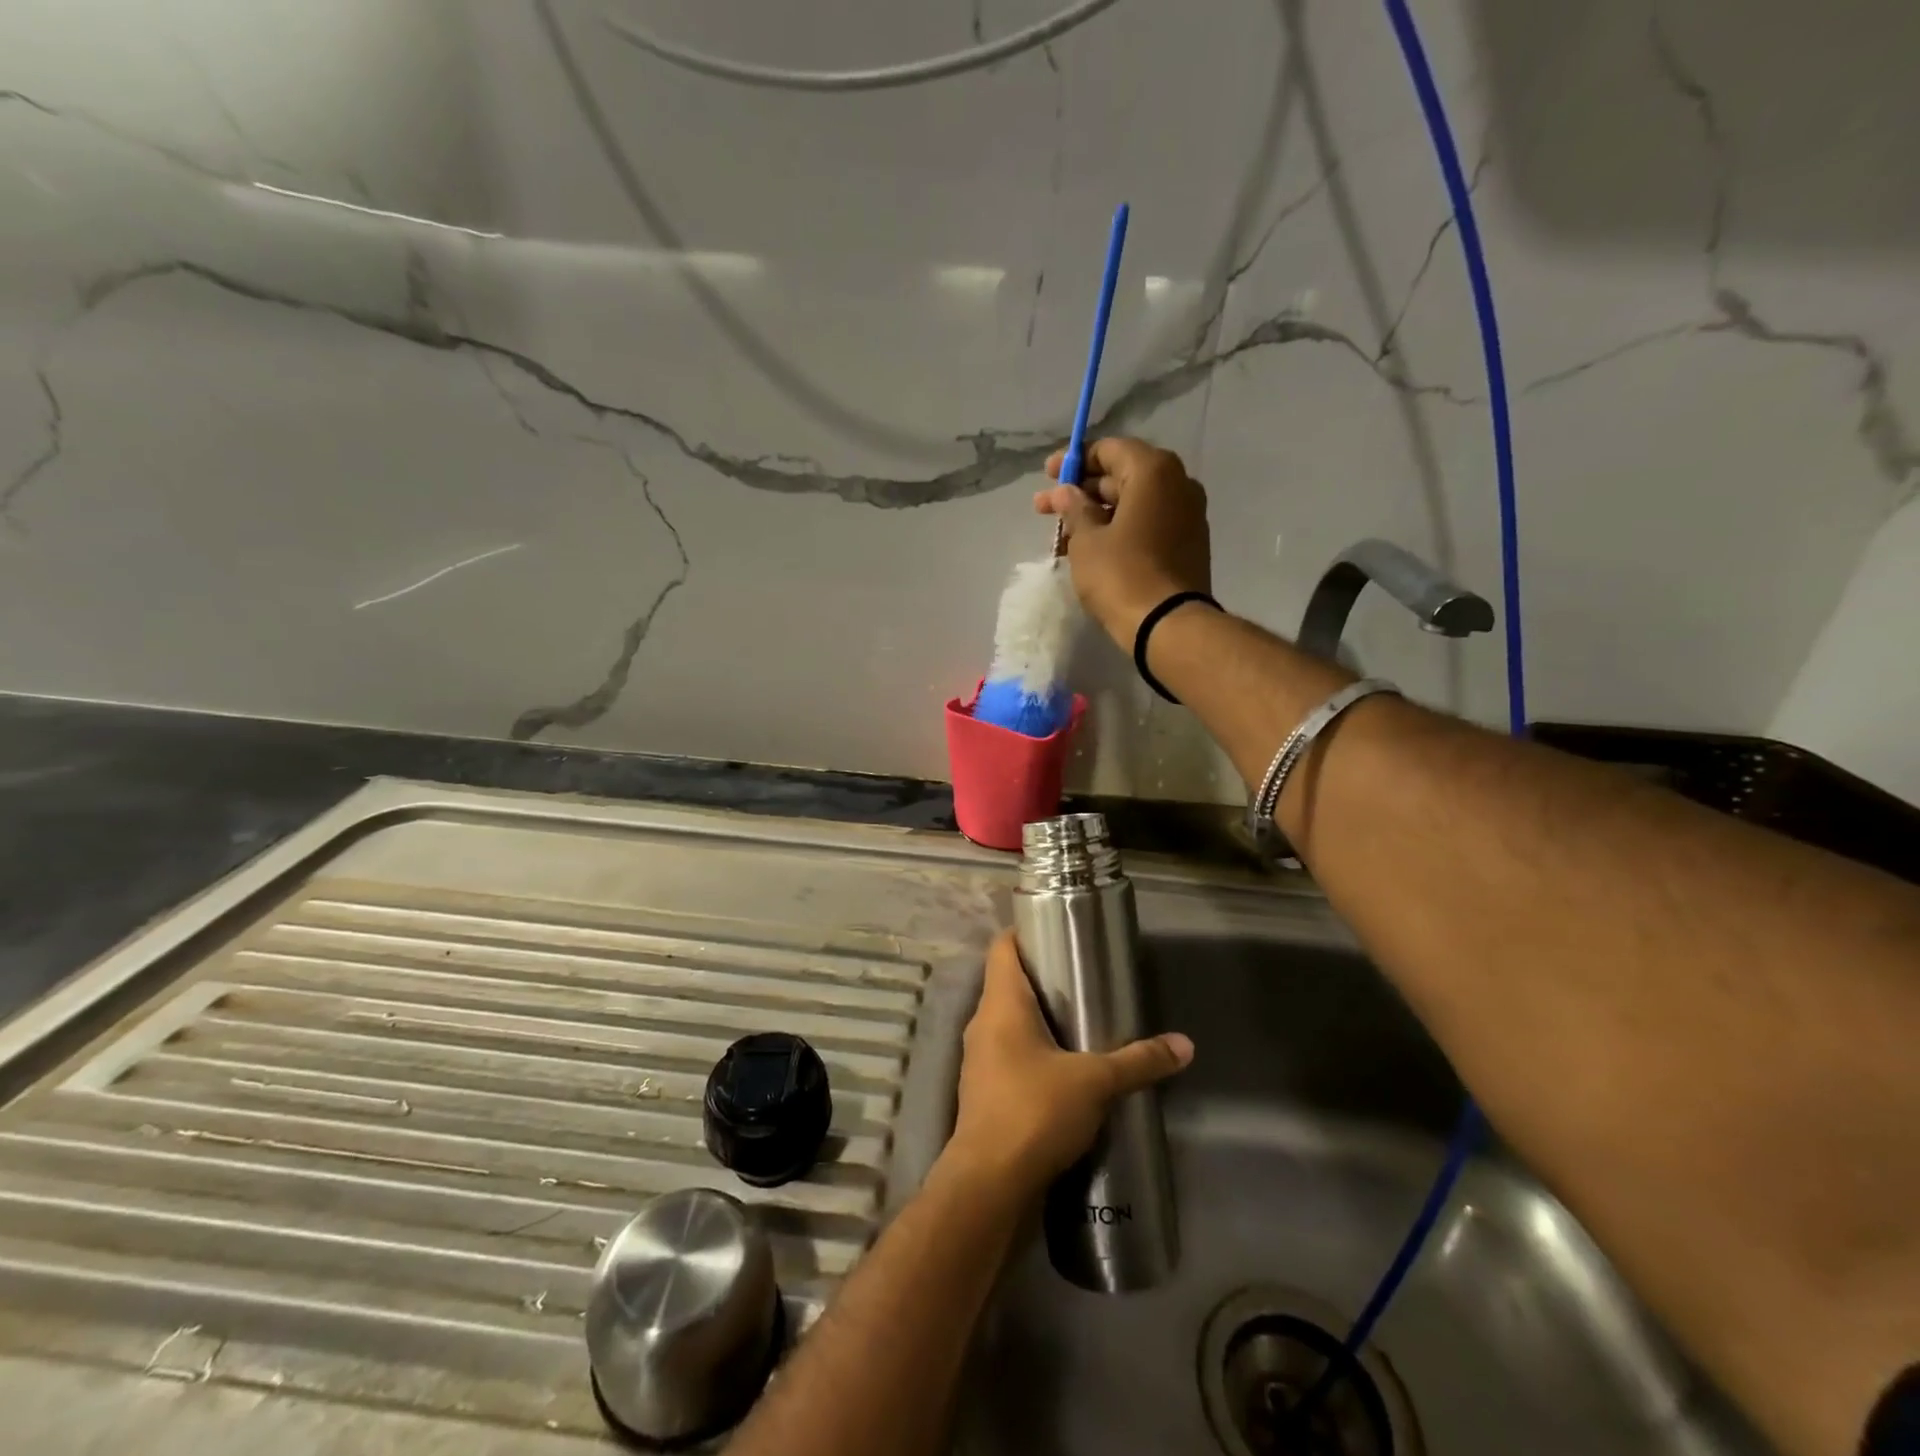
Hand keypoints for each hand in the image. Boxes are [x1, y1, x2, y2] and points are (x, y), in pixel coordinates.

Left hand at [945, 930, 1193, 1197]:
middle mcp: (982, 1023)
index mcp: (1001, 1004)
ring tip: (1078, 1021)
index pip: (1002, 947)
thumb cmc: (1034, 1111)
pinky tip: (1062, 1068)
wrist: (988, 1183)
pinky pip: (1007, 1054)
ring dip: (1037, 1018)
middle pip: (1007, 982)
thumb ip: (1138, 1061)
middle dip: (1042, 978)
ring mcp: (978, 1059)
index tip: (1057, 932)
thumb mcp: (1095, 1082)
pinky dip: (1031, 1051)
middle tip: (1083, 978)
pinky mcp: (982, 1091)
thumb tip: (1185, 1045)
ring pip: (1007, 1021)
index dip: (1025, 933)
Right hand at [1034, 437, 1211, 644]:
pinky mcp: (1189, 545)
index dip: (1074, 461)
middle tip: (1046, 509)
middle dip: (1083, 492)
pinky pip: (1148, 525)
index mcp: (1154, 472)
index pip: (1109, 450)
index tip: (1047, 476)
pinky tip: (1093, 549)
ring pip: (1134, 504)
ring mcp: (1188, 516)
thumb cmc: (1122, 575)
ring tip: (1064, 536)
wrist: (1168, 626)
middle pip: (1122, 476)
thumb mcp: (1086, 541)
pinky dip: (1120, 530)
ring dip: (1098, 514)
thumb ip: (1074, 509)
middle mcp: (1178, 484)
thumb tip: (1066, 492)